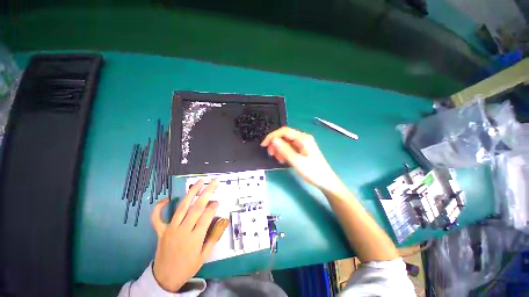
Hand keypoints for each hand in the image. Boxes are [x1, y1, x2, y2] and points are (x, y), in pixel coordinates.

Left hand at [151, 179, 228, 291]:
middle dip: (207, 192)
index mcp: (195, 238)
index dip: (213, 206)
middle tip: (214, 182)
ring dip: (191, 192)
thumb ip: (215, 236)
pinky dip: (159, 208)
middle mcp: (183, 231)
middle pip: (197, 207)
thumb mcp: (205, 255)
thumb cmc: (188, 266)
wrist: (165, 279)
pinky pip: (157, 218)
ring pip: (182, 207)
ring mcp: (170, 230)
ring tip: (199, 181)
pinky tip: (166, 199)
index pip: (207, 216)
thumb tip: (224, 220)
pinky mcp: (160, 231)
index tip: (218, 201)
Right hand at [261, 127, 342, 192]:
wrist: (326, 181)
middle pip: (284, 136)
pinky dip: (284, 152)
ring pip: (286, 142)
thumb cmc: (313, 172)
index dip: (272, 136)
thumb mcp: (297, 162)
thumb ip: (284, 150)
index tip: (264, 145)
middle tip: (271, 154)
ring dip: (279, 149)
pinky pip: (289, 148)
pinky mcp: (302, 150)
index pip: (284, 131)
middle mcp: (303, 138)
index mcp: (303, 138)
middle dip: (275, 143)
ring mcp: (302, 144)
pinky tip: (283, 160)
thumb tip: (273, 140)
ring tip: (277, 159)